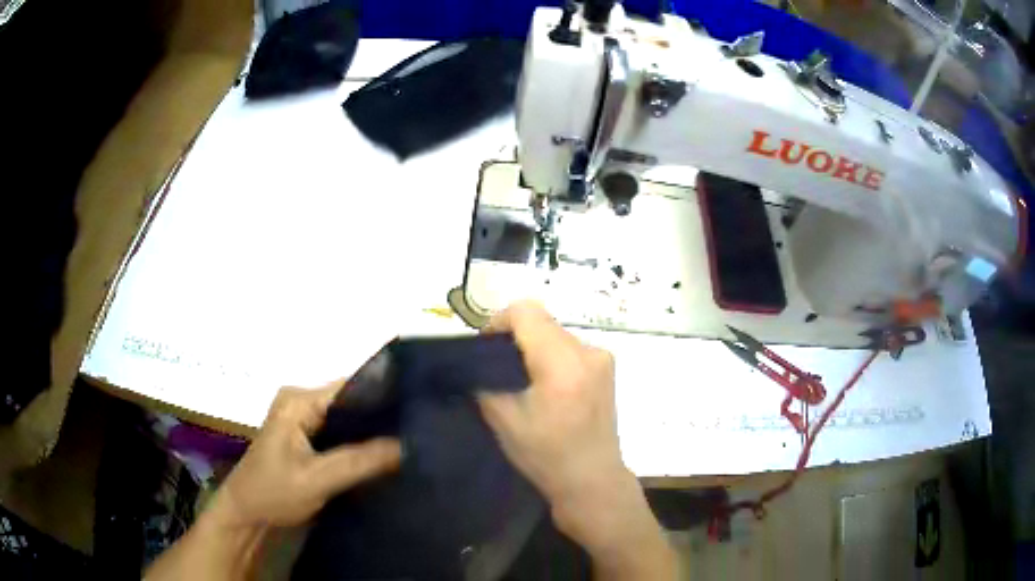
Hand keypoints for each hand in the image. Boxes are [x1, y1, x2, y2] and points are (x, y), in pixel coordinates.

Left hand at [214, 379, 401, 528]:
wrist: (245, 515)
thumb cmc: (274, 493)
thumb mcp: (317, 479)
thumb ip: (360, 461)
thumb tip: (408, 445)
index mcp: (298, 400)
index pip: (351, 386)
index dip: (384, 396)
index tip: (419, 411)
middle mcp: (300, 401)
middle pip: (350, 401)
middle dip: (381, 416)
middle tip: (420, 432)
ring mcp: (301, 418)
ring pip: (346, 418)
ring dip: (371, 431)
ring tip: (410, 442)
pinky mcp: (304, 436)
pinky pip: (339, 432)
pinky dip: (359, 442)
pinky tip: (383, 455)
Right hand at [478, 302, 677, 578]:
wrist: (592, 479)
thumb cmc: (545, 455)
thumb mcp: (503, 419)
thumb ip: (485, 380)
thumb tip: (475, 360)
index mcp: (562, 363)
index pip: (526, 312)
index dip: (499, 322)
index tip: (486, 349)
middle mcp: (588, 351)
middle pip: (542, 321)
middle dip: (515, 336)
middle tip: (498, 367)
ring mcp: (602, 358)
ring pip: (556, 333)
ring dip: (534, 346)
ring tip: (522, 379)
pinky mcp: (607, 368)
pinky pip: (570, 347)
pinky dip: (551, 356)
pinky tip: (545, 386)